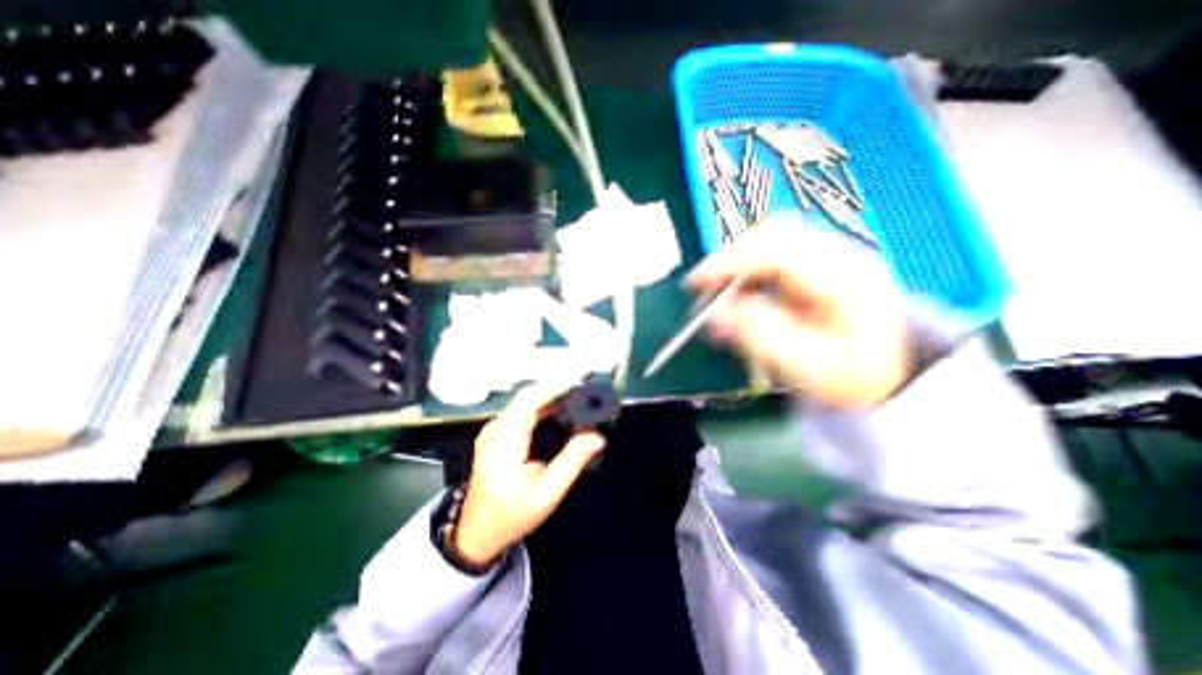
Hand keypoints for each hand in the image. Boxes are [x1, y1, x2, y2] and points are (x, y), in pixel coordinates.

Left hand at [456, 381, 606, 566]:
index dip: (553, 389)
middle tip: (584, 395)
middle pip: (526, 396)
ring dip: (549, 396)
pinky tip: (559, 412)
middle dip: (555, 390)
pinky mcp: (496, 431)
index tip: (580, 387)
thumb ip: (572, 462)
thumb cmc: (511, 515)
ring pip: (523, 400)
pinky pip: (520, 409)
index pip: (528, 401)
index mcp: (504, 442)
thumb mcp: (547, 494)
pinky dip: (541, 405)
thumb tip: (598, 437)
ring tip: (577, 401)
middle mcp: (495, 429)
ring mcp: (493, 428)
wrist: (477, 531)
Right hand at [686, 222, 910, 411]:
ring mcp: (830, 252)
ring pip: (771, 237)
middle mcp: (840, 254)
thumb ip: (759, 337)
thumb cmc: (851, 374)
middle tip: (703, 287)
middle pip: (774, 233)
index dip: (731, 262)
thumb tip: (715, 314)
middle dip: (730, 257)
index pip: (779, 251)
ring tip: (717, 290)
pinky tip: (738, 288)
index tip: (696, 282)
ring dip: (736, 260)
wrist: (888, 370)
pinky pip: (773, 250)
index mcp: (845, 279)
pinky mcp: (817, 260)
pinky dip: (747, 266)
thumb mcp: (805, 366)